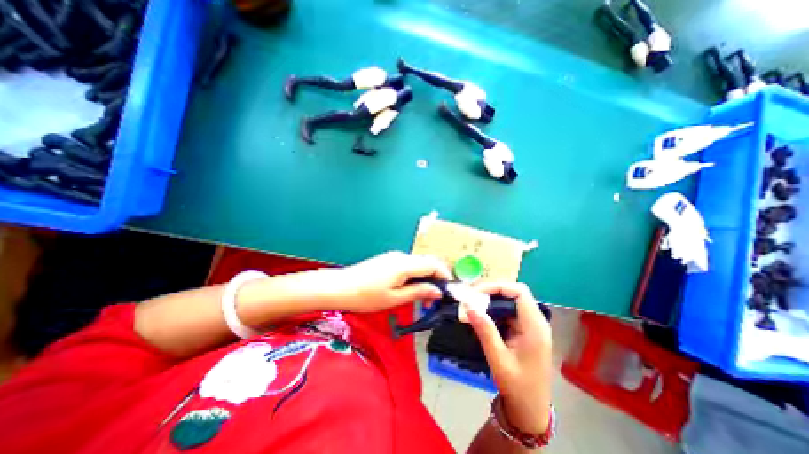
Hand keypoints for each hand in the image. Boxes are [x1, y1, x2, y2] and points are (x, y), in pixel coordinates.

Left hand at [320, 250, 451, 314]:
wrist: (340, 287)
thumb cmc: (367, 296)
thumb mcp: (395, 298)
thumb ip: (418, 292)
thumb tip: (438, 291)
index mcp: (405, 264)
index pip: (433, 264)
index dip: (444, 275)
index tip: (449, 290)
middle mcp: (402, 256)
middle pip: (427, 262)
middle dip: (436, 278)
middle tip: (435, 299)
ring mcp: (394, 257)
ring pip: (418, 264)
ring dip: (425, 278)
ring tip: (423, 298)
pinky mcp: (388, 260)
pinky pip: (408, 265)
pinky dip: (415, 276)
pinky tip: (411, 289)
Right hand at [465, 282, 553, 433]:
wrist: (530, 411)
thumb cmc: (518, 387)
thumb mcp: (498, 359)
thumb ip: (485, 330)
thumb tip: (469, 305)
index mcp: (534, 327)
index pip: (518, 292)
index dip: (497, 286)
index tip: (476, 293)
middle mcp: (535, 321)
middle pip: (513, 293)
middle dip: (491, 292)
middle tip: (470, 298)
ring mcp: (530, 325)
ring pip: (509, 301)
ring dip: (490, 301)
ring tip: (472, 305)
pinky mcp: (524, 330)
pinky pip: (508, 312)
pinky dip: (493, 310)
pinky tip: (481, 316)